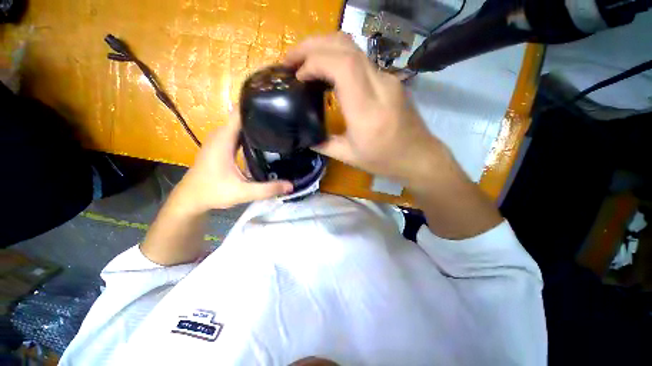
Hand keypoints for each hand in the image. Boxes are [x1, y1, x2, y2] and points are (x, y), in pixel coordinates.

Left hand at [173, 110, 292, 213]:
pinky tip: (261, 141)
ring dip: (254, 126)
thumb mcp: (243, 192)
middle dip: (260, 117)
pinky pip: (236, 134)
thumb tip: (291, 186)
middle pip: (241, 118)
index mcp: (224, 140)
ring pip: (239, 126)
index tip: (274, 107)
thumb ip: (268, 189)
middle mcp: (220, 136)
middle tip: (282, 121)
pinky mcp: (220, 147)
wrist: (191, 199)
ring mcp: (219, 140)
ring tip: (276, 128)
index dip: (255, 108)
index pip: (239, 114)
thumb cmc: (213, 192)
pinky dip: (248, 134)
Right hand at [284, 33, 452, 188]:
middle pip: (345, 46)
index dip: (315, 63)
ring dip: (324, 48)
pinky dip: (338, 58)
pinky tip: (327, 71)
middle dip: (313, 46)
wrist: (418, 156)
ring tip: (304, 62)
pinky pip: (361, 60)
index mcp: (367, 110)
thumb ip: (324, 144)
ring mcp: (388, 79)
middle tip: (291, 59)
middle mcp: (380, 86)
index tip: (298, 76)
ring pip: (353, 48)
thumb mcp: (350, 157)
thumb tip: (306, 137)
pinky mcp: (390, 80)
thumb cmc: (384, 160)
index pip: (342, 66)